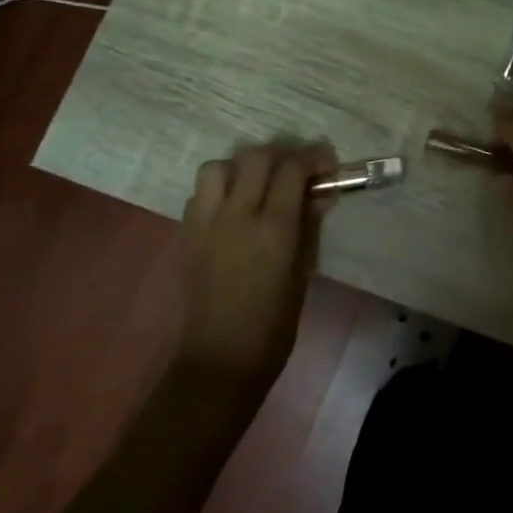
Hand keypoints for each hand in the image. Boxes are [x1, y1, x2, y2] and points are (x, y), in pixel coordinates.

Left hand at [178, 141, 337, 383]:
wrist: (220, 358)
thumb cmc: (274, 324)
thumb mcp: (302, 272)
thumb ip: (309, 226)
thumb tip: (320, 195)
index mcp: (273, 228)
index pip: (291, 170)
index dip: (312, 158)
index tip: (326, 163)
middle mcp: (236, 215)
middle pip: (254, 157)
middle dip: (280, 154)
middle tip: (296, 168)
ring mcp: (205, 222)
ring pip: (219, 166)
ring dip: (243, 166)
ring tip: (259, 183)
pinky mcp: (186, 233)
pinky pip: (201, 192)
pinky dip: (221, 188)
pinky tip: (234, 206)